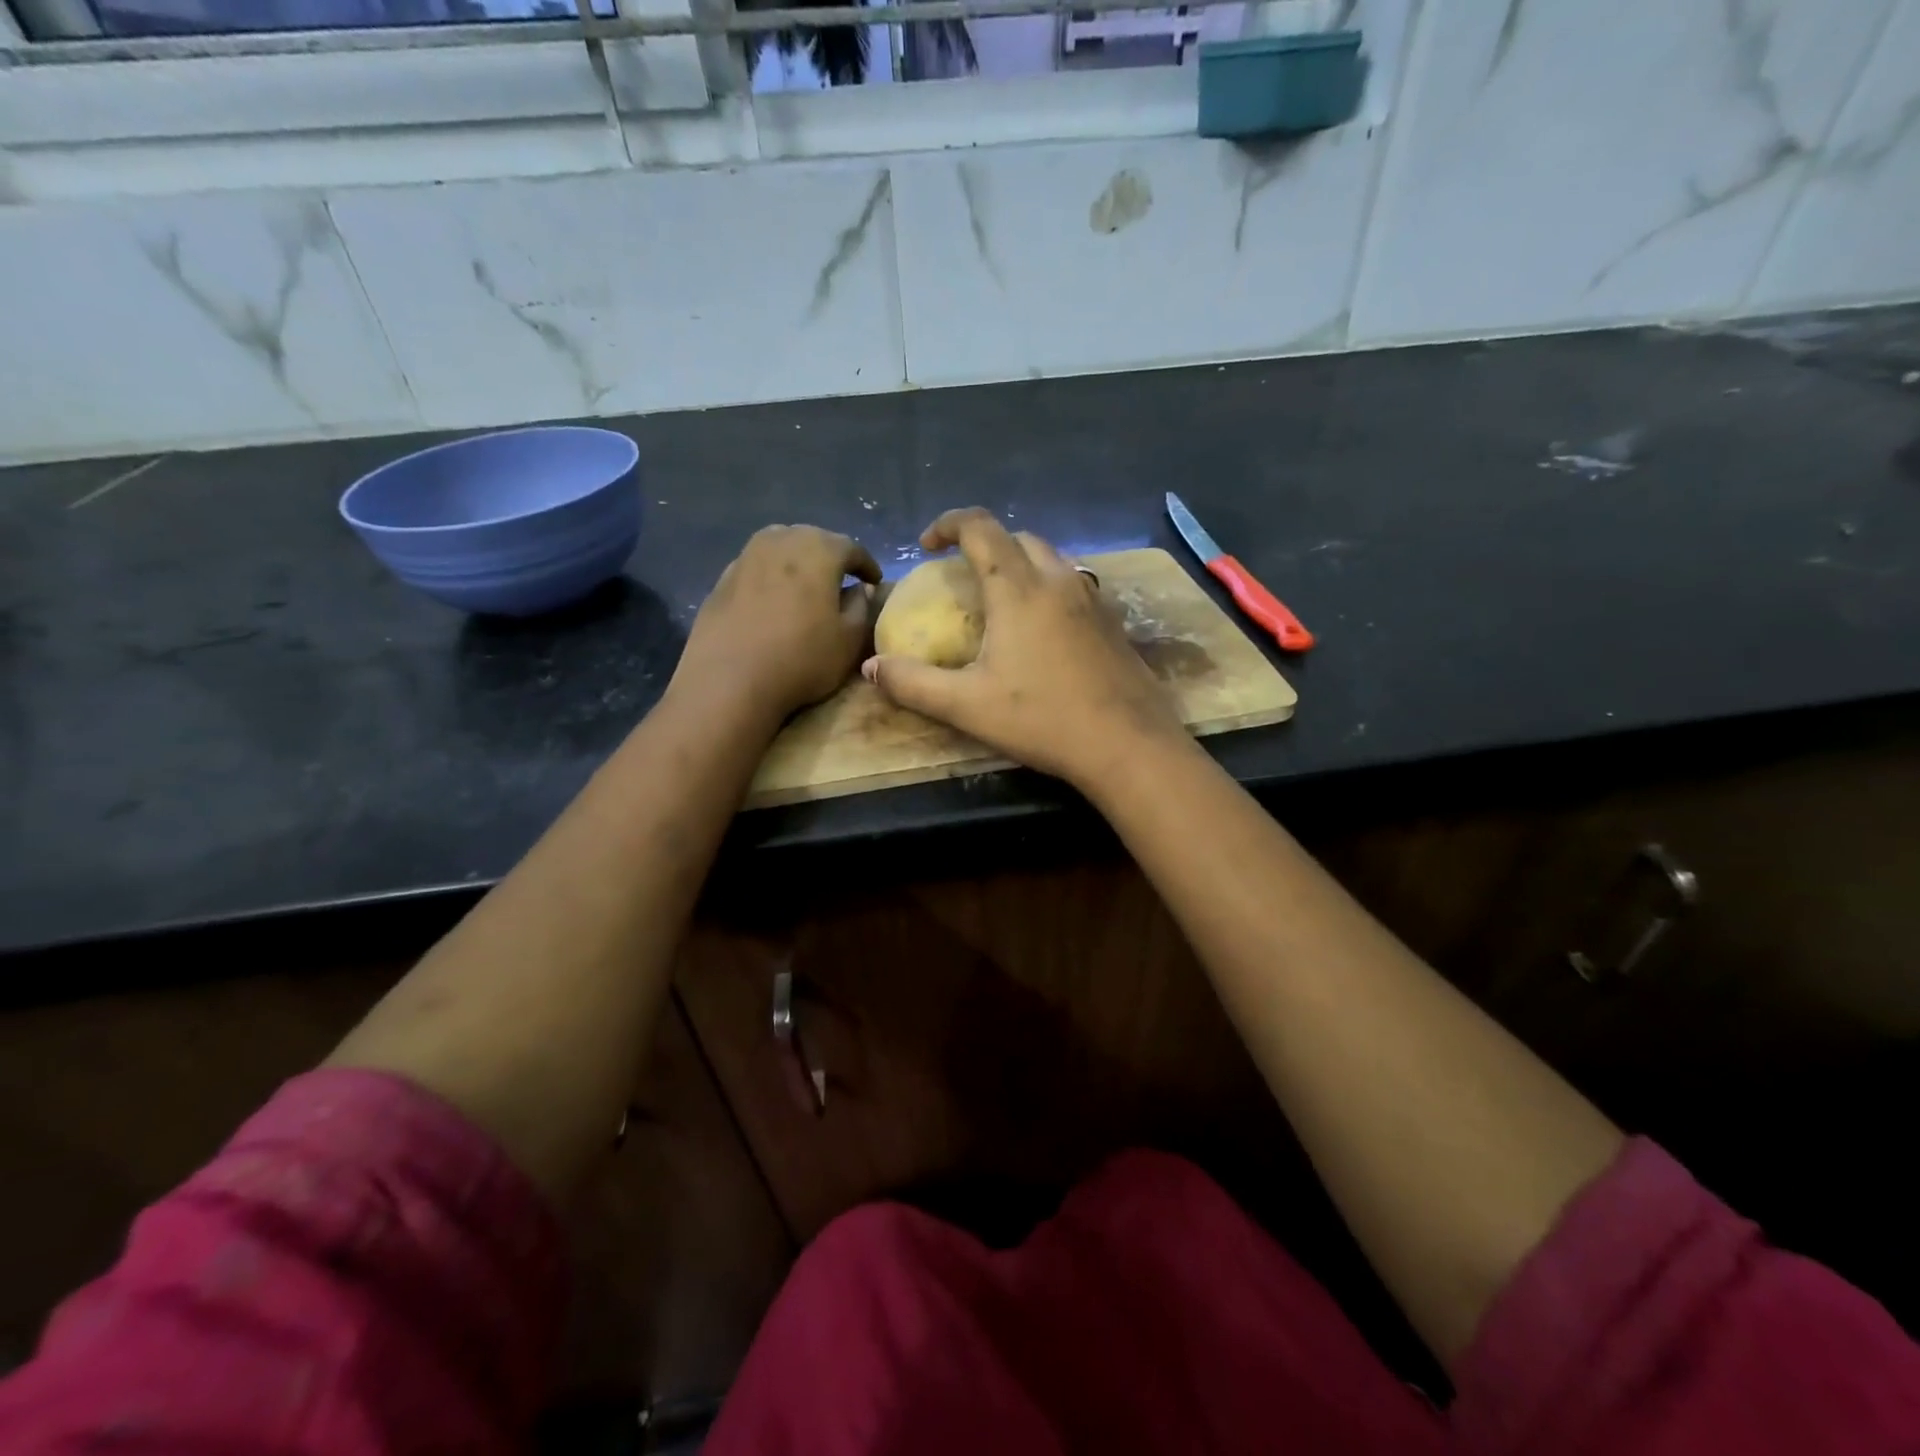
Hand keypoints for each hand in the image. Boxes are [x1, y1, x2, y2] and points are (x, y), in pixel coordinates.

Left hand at [676, 524, 880, 723]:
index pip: (851, 548)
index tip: (874, 581)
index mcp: (819, 550)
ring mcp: (747, 556)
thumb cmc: (801, 659)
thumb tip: (858, 591)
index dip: (867, 565)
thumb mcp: (849, 641)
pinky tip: (773, 600)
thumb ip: (861, 608)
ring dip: (798, 562)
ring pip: (781, 547)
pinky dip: (771, 576)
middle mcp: (782, 541)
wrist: (729, 680)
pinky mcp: (722, 578)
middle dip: (831, 557)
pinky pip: (757, 567)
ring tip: (806, 585)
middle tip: (841, 580)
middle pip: (813, 539)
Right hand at [862, 508, 1185, 789]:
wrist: (1127, 744)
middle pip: (1017, 537)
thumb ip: (913, 683)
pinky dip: (1047, 586)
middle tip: (961, 574)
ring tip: (1000, 597)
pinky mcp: (1113, 622)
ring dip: (1019, 562)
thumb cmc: (1043, 720)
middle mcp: (1058, 581)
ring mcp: (1092, 599)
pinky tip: (1042, 627)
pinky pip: (1074, 584)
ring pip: (1051, 558)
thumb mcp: (966, 706)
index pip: (980, 528)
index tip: (926, 544)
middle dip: (984, 543)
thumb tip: (871, 667)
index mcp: (1018, 589)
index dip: (948, 524)